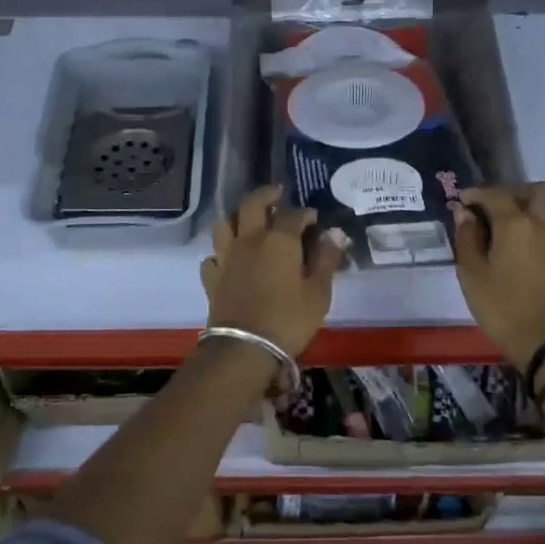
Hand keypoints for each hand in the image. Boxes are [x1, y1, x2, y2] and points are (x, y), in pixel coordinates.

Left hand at [199, 186, 344, 356]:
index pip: (293, 215)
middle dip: (266, 195)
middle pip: (251, 204)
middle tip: (277, 195)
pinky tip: (230, 259)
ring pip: (225, 223)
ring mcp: (226, 257)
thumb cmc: (289, 319)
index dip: (305, 213)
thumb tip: (332, 236)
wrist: (244, 349)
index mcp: (279, 240)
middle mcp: (249, 240)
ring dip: (237, 217)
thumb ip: (325, 261)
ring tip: (249, 221)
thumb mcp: (318, 293)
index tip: (314, 218)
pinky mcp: (212, 277)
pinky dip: (221, 252)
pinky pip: (213, 255)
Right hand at [453, 182, 544, 369]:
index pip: (495, 195)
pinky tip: (534, 247)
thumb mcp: (472, 274)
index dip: (476, 194)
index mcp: (516, 224)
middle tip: (495, 208)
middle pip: (538, 190)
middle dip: (515, 192)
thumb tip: (464, 212)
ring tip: (516, 226)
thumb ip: (467, 238)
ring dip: (535, 208)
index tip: (462, 201)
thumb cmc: (502, 307)